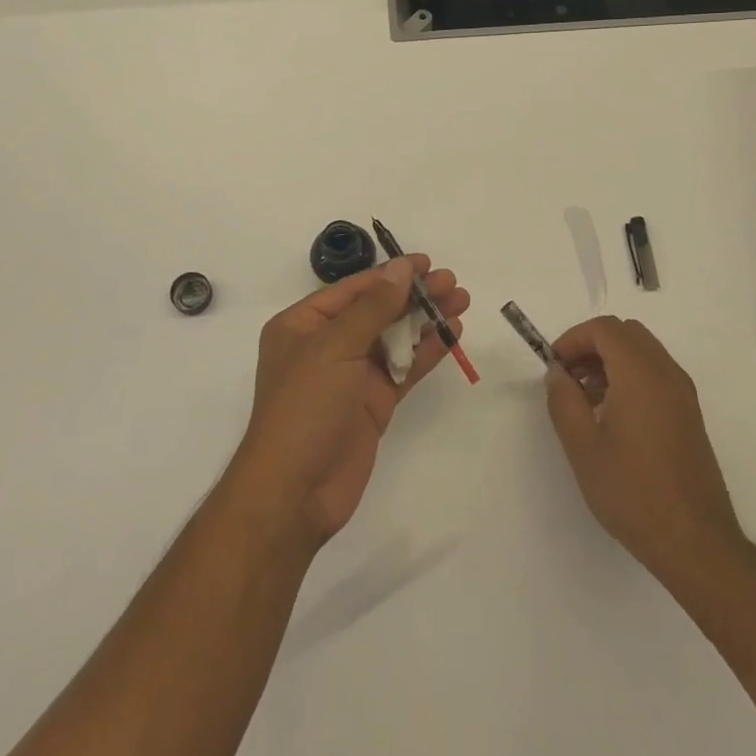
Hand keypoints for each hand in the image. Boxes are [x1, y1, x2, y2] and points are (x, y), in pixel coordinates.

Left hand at [230, 257, 470, 547]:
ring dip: (425, 320)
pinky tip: (451, 334)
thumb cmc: (305, 407)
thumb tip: (401, 268)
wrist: (295, 492)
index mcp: (303, 325)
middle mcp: (327, 345)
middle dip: (414, 295)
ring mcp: (351, 375)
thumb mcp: (335, 348)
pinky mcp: (373, 403)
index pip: (353, 290)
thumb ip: (373, 307)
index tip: (426, 262)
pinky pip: (403, 368)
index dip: (390, 274)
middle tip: (452, 282)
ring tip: (460, 301)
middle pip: (377, 310)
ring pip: (394, 337)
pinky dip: (427, 351)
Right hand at [545, 316, 742, 582]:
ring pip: (643, 351)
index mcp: (640, 373)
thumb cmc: (633, 492)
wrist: (695, 542)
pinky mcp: (690, 414)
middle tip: (569, 377)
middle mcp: (666, 373)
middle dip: (592, 345)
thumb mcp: (583, 447)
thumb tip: (558, 372)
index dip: (573, 338)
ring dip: (611, 360)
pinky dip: (630, 376)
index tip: (554, 366)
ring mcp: (683, 393)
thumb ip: (563, 400)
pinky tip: (613, 416)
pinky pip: (656, 374)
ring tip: (586, 399)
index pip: (604, 329)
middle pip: (625, 333)